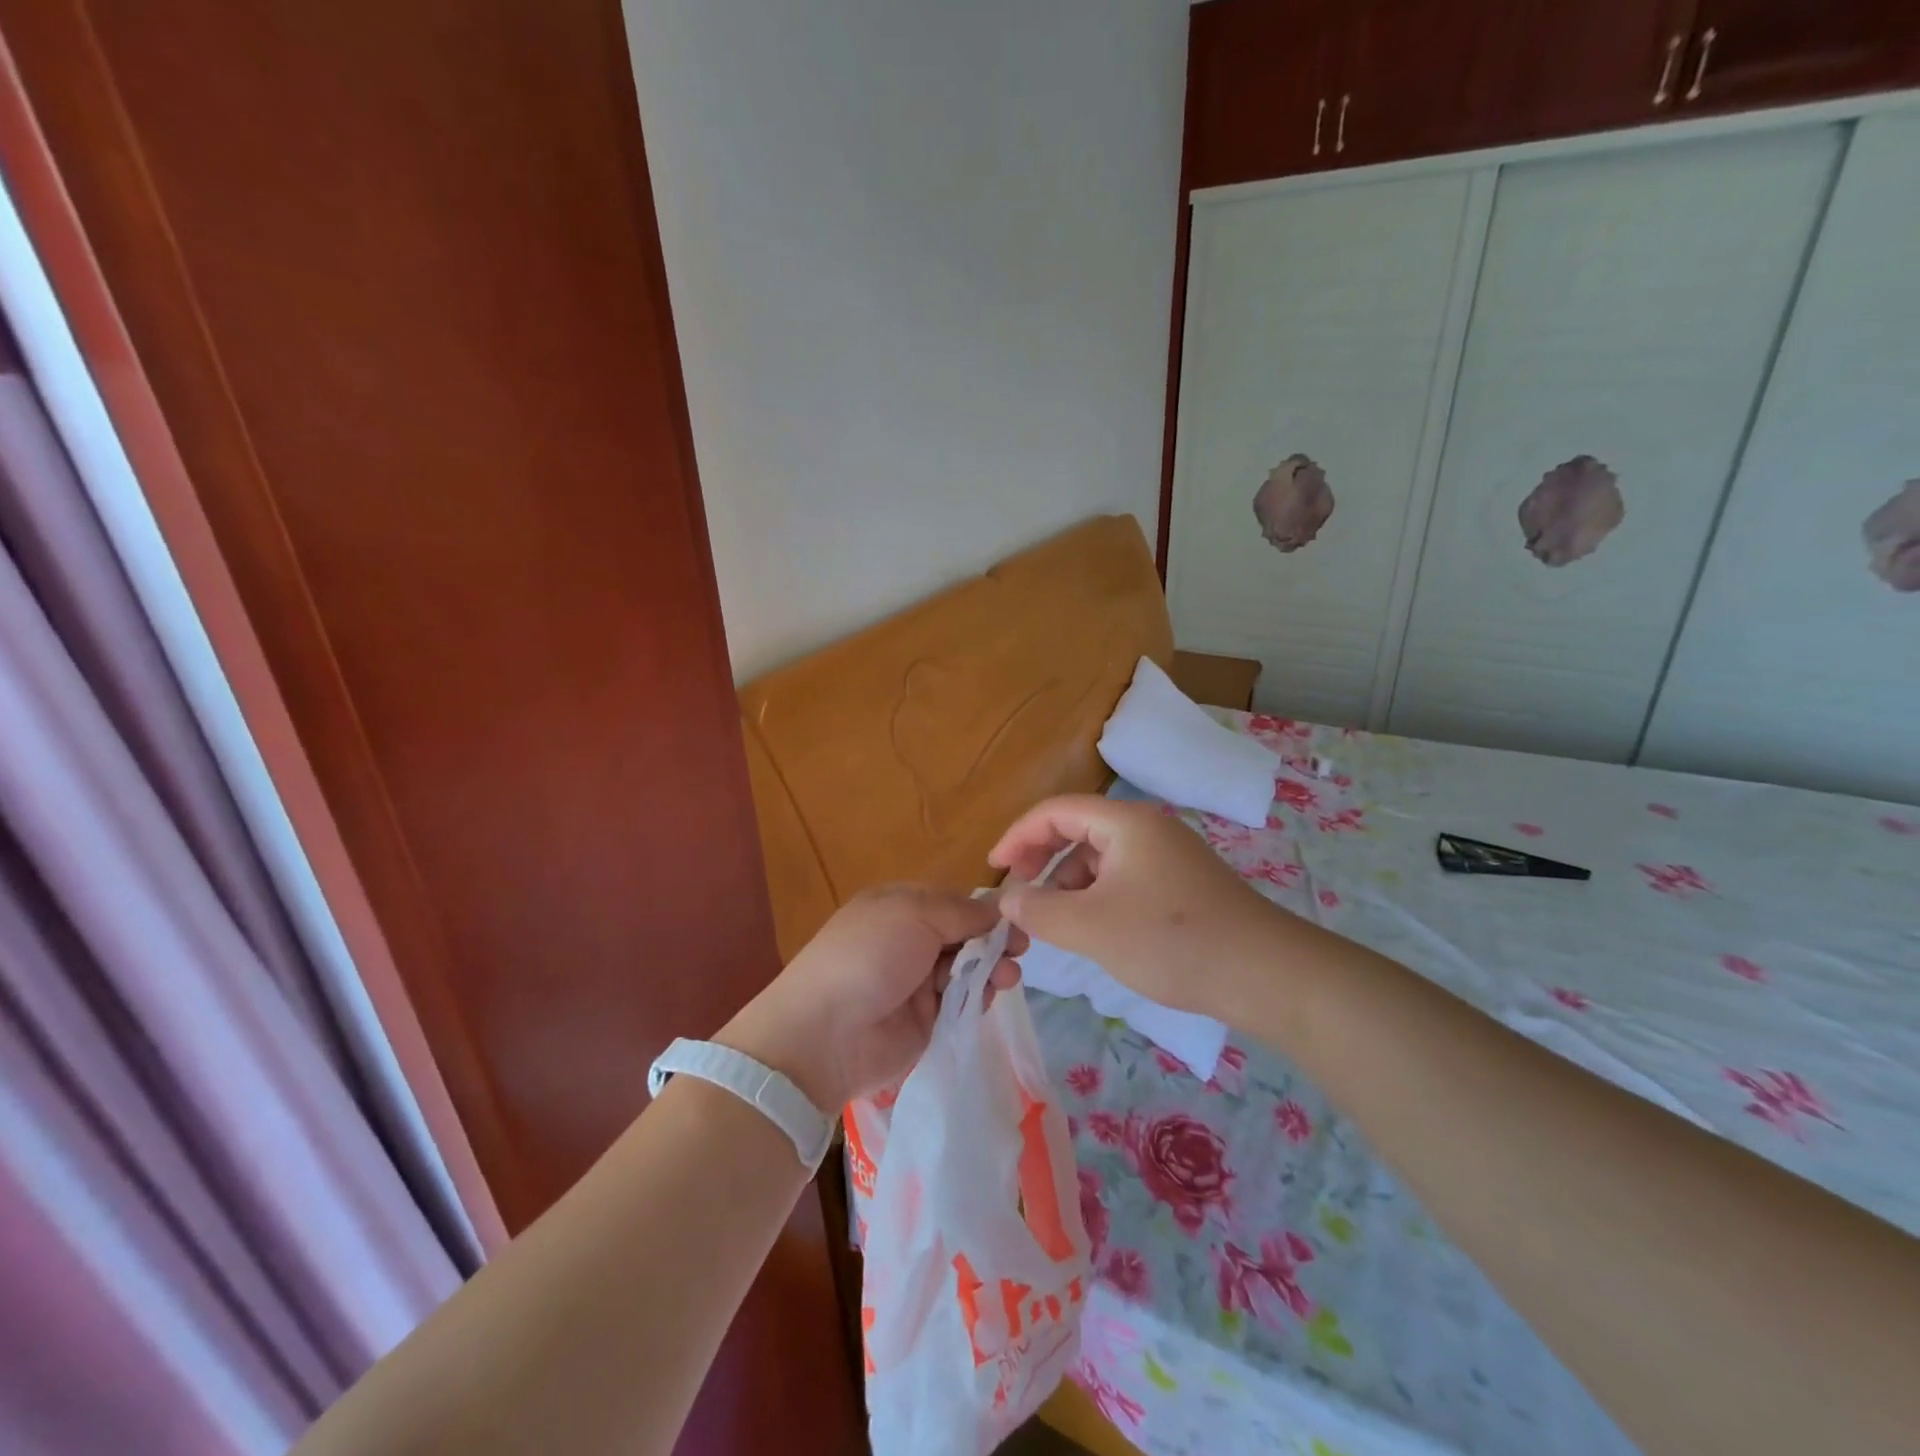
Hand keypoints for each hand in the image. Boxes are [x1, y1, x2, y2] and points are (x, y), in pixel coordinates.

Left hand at [718, 885, 1024, 1110]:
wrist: (827, 1034)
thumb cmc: (869, 956)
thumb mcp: (914, 914)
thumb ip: (962, 912)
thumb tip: (998, 911)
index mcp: (899, 906)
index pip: (952, 901)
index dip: (983, 909)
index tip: (1015, 919)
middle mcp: (909, 940)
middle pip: (964, 935)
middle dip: (993, 940)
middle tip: (1020, 951)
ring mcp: (917, 982)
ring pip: (968, 968)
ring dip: (991, 968)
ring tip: (1008, 977)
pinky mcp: (927, 1020)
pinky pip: (962, 1002)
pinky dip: (979, 997)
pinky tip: (990, 995)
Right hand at [989, 795, 1288, 1016]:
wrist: (1267, 975)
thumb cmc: (1171, 941)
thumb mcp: (1091, 927)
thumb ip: (1039, 910)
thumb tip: (1008, 901)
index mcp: (1125, 823)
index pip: (1055, 811)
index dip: (1017, 836)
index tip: (993, 869)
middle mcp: (1148, 828)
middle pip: (1078, 829)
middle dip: (1041, 859)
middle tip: (1020, 896)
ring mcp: (1170, 855)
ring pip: (1101, 857)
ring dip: (1069, 882)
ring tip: (1056, 922)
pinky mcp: (1183, 883)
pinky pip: (1124, 877)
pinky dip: (1097, 896)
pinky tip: (1095, 930)